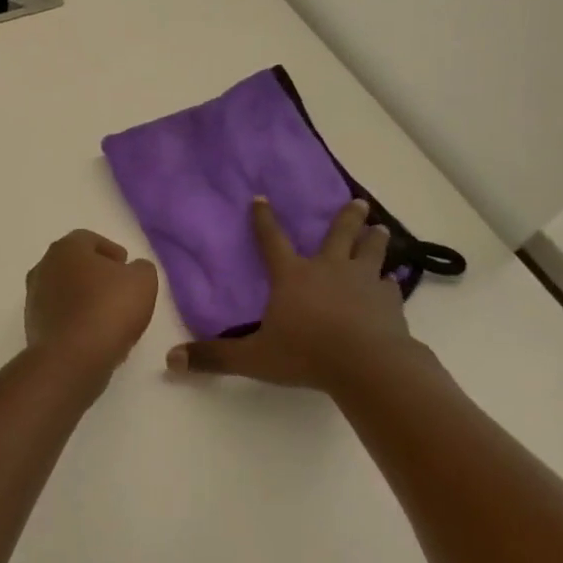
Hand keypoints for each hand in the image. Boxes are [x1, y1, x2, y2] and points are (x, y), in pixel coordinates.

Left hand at [25, 230, 159, 377]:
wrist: (72, 357)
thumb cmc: (108, 309)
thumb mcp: (143, 281)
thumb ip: (141, 268)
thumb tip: (133, 269)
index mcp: (66, 248)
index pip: (89, 239)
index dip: (110, 250)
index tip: (126, 265)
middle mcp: (43, 267)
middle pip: (73, 264)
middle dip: (95, 273)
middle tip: (117, 287)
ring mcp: (33, 298)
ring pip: (64, 290)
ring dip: (83, 296)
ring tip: (107, 313)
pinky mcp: (32, 326)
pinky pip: (59, 314)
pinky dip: (74, 318)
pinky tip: (93, 332)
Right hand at [167, 199, 421, 392]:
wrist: (367, 365)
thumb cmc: (306, 354)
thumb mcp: (253, 358)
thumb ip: (214, 357)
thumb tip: (171, 360)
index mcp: (292, 276)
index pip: (272, 240)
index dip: (263, 219)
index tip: (261, 198)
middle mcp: (328, 269)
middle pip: (338, 235)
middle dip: (346, 217)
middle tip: (358, 202)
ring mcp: (362, 282)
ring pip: (371, 252)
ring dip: (375, 240)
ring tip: (381, 230)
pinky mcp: (389, 301)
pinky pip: (389, 285)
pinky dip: (389, 282)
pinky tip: (392, 283)